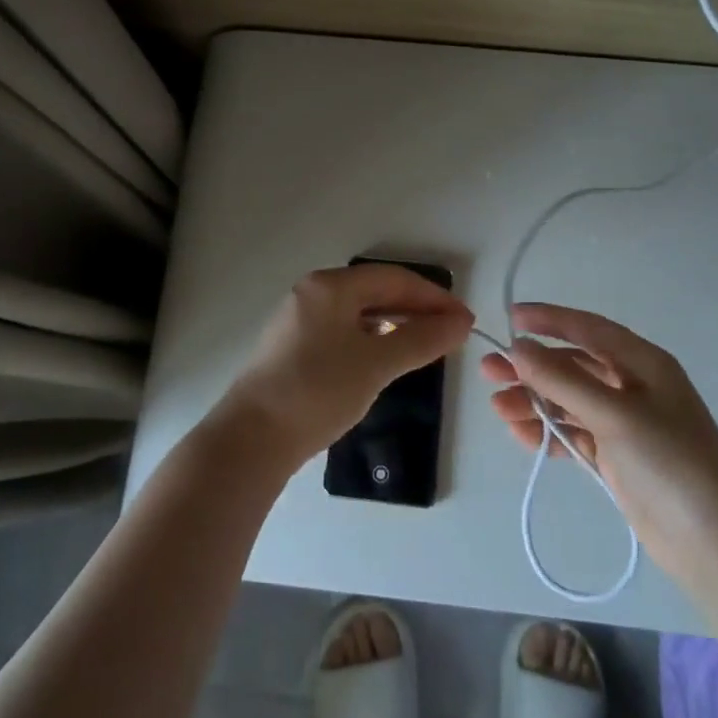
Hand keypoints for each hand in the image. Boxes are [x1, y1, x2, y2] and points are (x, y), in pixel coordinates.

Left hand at [219, 264, 473, 465]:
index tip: (465, 320)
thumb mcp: (376, 364)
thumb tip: (460, 322)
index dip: (434, 297)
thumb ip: (422, 339)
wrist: (252, 438)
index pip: (394, 278)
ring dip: (396, 323)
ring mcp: (299, 320)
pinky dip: (372, 337)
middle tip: (452, 332)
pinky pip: (344, 330)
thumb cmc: (318, 391)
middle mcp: (312, 293)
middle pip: (375, 291)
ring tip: (427, 343)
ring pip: (359, 312)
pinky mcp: (294, 347)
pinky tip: (387, 356)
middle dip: (416, 308)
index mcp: (329, 286)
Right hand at [479, 303, 717, 580]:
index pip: (589, 328)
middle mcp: (633, 387)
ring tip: (498, 408)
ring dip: (534, 401)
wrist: (715, 543)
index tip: (510, 318)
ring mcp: (625, 424)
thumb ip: (562, 380)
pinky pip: (573, 433)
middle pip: (572, 366)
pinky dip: (548, 432)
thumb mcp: (614, 414)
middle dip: (531, 367)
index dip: (549, 319)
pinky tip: (521, 435)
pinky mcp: (617, 458)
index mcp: (643, 363)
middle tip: (489, 371)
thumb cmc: (669, 462)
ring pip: (568, 401)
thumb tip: (518, 349)